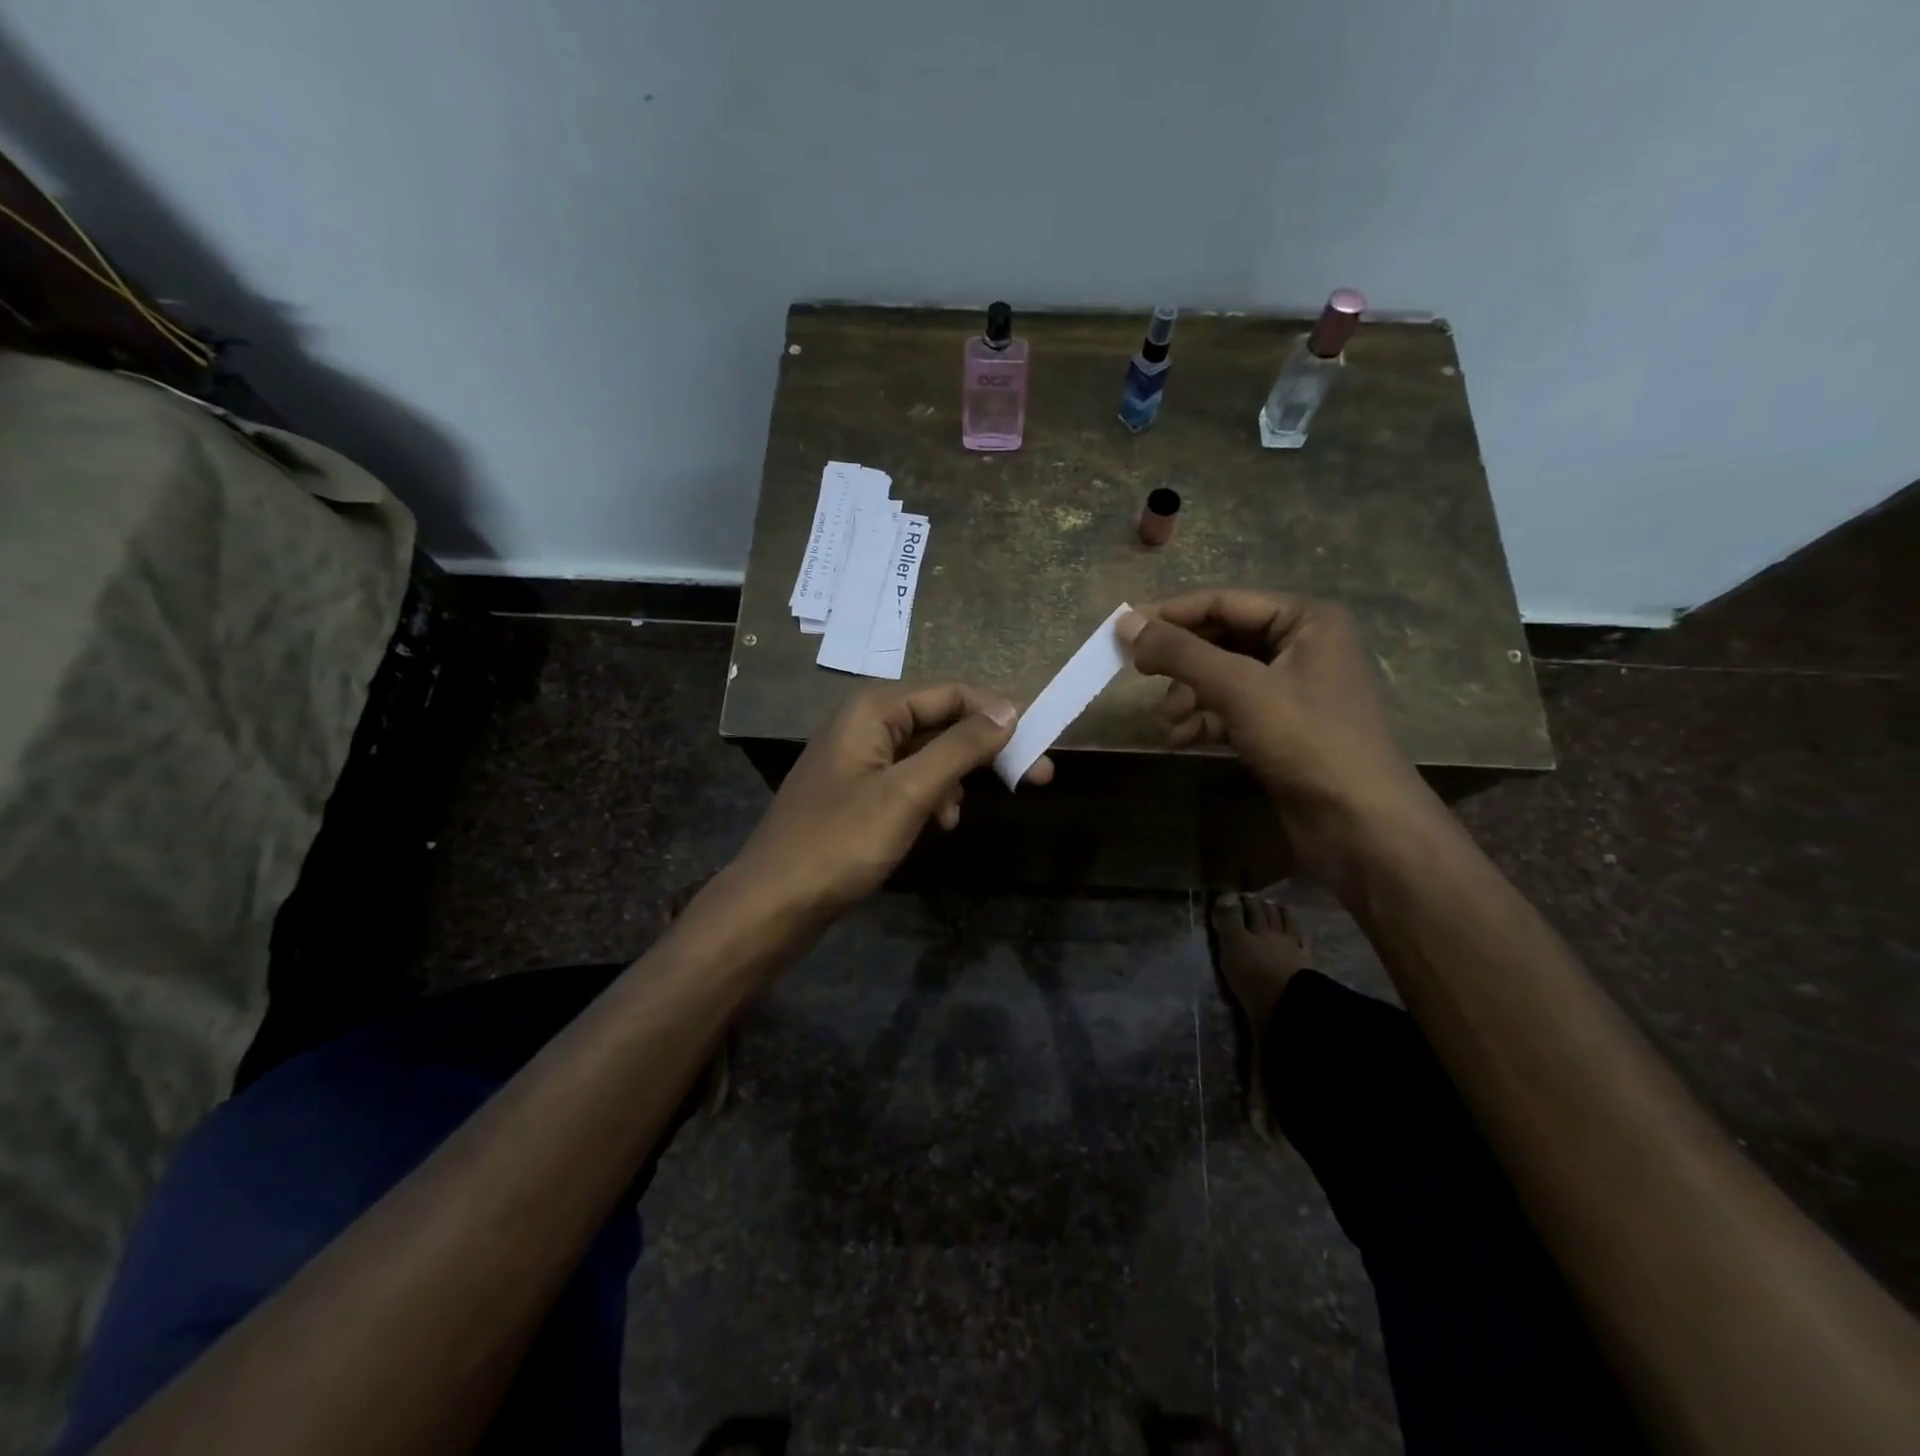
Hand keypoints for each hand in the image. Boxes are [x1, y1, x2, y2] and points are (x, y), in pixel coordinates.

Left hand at [732, 683, 1052, 917]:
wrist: (774, 903)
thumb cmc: (841, 842)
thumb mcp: (908, 792)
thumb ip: (960, 747)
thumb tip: (1009, 709)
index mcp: (874, 710)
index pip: (953, 693)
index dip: (1000, 713)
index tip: (1043, 742)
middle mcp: (866, 723)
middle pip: (942, 722)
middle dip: (985, 749)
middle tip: (1037, 777)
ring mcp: (859, 759)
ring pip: (928, 754)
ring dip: (956, 778)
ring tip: (961, 815)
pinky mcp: (858, 792)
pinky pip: (909, 780)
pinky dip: (932, 797)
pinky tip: (941, 824)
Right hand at [1117, 591, 1431, 877]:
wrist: (1359, 823)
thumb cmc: (1306, 740)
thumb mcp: (1239, 688)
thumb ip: (1180, 653)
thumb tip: (1125, 622)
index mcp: (1306, 620)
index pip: (1224, 602)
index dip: (1172, 615)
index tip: (1123, 632)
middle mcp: (1301, 645)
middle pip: (1220, 640)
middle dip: (1181, 664)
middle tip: (1140, 677)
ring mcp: (1291, 688)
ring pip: (1221, 677)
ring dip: (1188, 696)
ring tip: (1169, 722)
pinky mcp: (1280, 726)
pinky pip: (1230, 708)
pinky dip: (1203, 719)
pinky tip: (1182, 738)